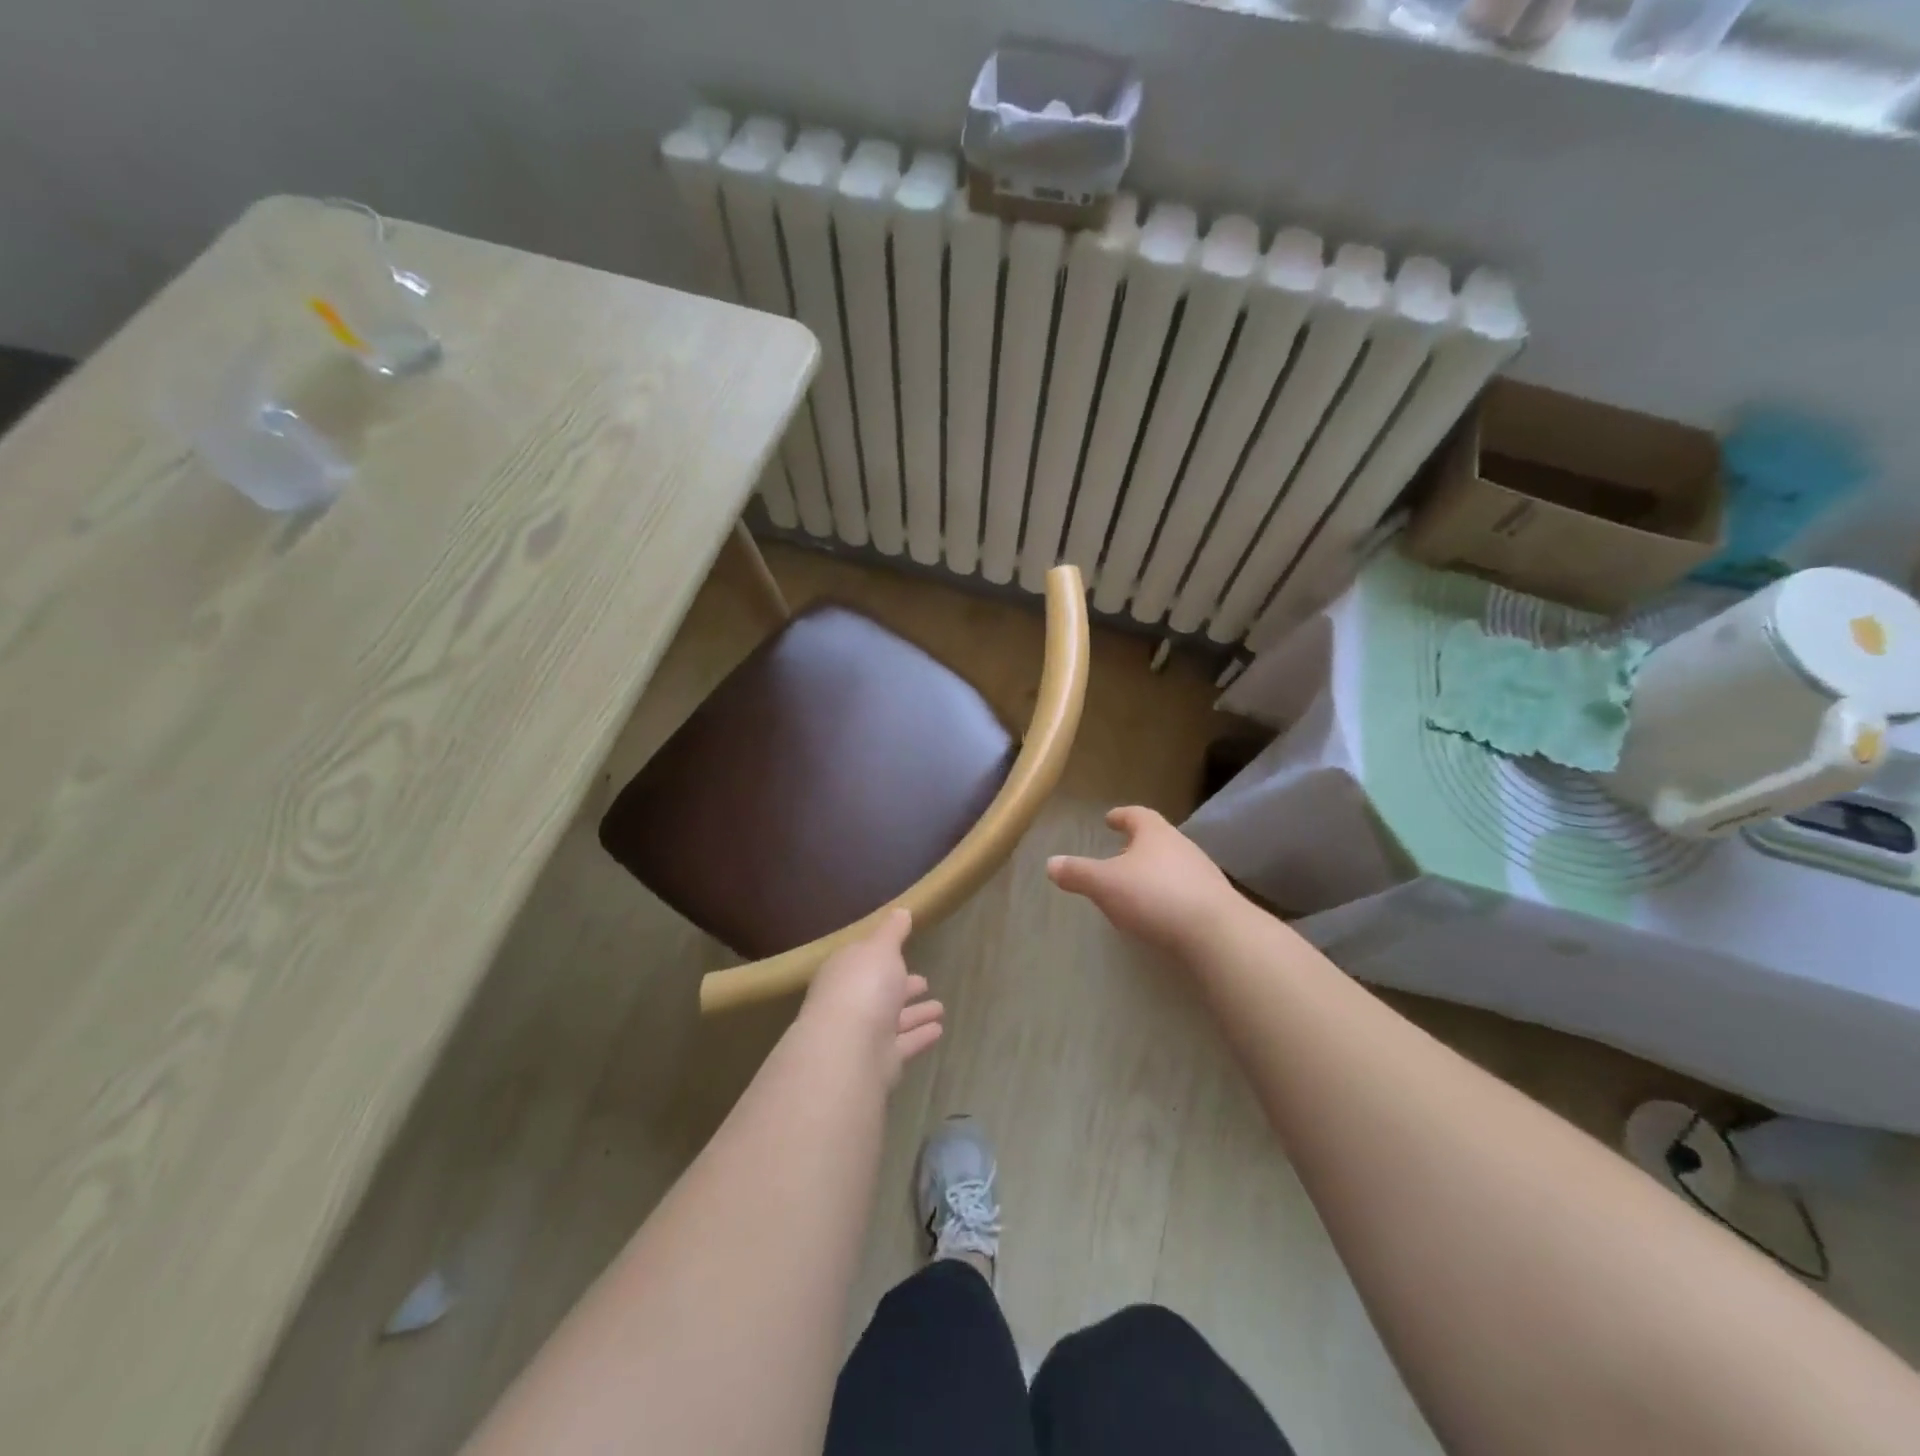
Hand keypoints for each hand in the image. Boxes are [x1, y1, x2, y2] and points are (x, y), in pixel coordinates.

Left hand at [800, 908, 943, 1085]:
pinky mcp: (880, 1062)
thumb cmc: (864, 986)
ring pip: (894, 1020)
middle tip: (924, 982)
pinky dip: (920, 1036)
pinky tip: (939, 1030)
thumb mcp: (881, 947)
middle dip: (901, 986)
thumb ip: (893, 931)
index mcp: (844, 972)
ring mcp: (864, 1034)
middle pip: (878, 992)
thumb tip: (901, 910)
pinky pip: (904, 1044)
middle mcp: (850, 1002)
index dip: (882, 957)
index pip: (862, 961)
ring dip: (915, 1014)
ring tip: (940, 1008)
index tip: (903, 952)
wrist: (850, 1048)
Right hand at [1047, 806, 1238, 957]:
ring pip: (1172, 865)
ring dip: (1154, 872)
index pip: (1137, 815)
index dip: (1121, 816)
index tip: (1110, 819)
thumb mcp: (1105, 884)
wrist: (1216, 933)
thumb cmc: (1154, 896)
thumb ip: (1077, 873)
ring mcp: (1203, 874)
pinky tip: (1158, 913)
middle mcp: (1182, 847)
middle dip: (1137, 846)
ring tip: (1135, 886)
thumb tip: (1051, 863)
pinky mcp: (1214, 902)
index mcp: (1155, 834)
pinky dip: (1168, 895)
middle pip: (1157, 839)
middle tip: (1119, 854)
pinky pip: (1185, 891)